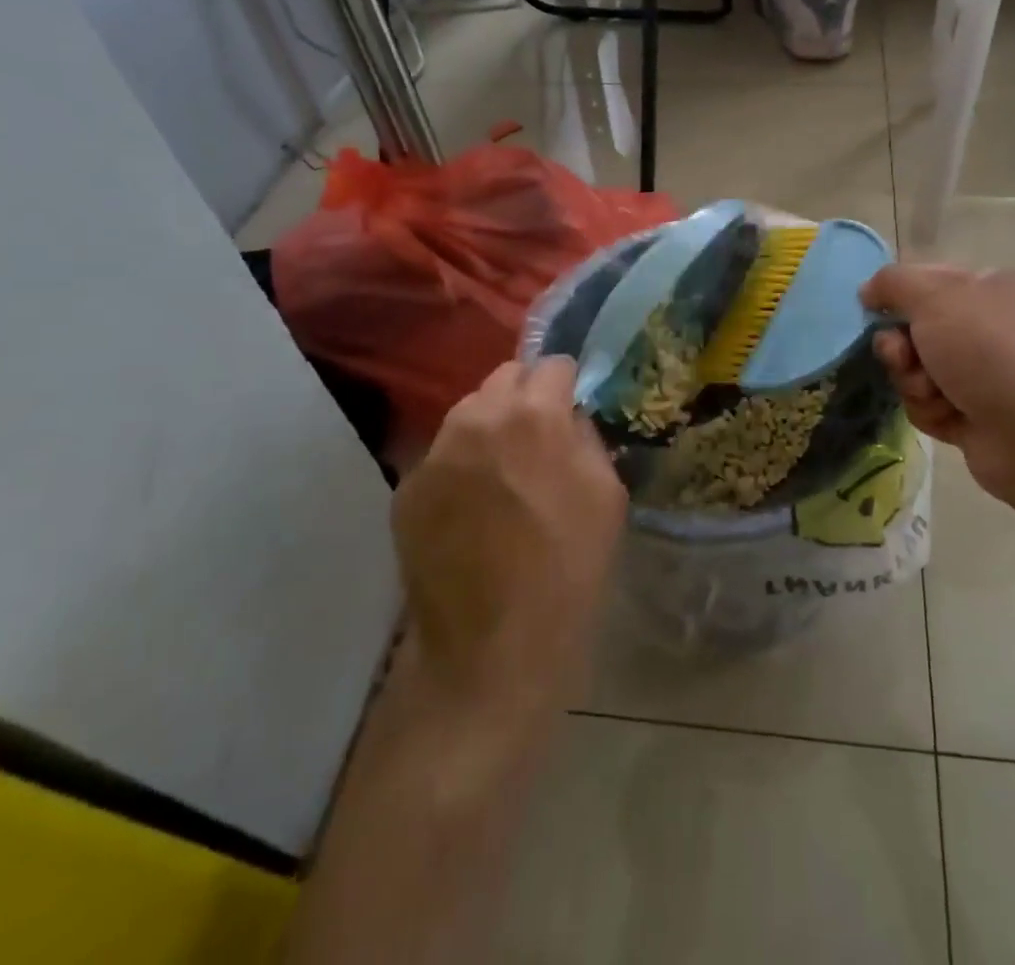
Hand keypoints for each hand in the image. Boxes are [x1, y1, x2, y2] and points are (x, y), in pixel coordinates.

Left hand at [392, 357, 626, 724]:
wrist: (493, 650)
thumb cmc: (569, 569)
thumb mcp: (607, 495)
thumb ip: (587, 438)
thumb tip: (569, 416)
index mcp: (533, 415)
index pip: (553, 364)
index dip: (568, 384)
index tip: (574, 407)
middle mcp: (476, 418)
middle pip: (504, 377)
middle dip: (526, 395)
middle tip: (539, 437)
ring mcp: (434, 453)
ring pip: (468, 413)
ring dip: (490, 427)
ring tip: (503, 473)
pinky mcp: (407, 489)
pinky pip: (442, 455)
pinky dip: (461, 465)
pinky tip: (472, 509)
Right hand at [861, 264, 1014, 500]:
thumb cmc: (985, 349)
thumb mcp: (933, 296)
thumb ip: (892, 282)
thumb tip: (868, 291)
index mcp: (987, 288)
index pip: (925, 281)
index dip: (895, 296)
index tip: (873, 310)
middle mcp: (986, 327)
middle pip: (913, 329)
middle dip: (899, 347)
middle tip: (903, 358)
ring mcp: (981, 374)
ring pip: (915, 370)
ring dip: (912, 381)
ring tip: (934, 393)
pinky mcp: (973, 414)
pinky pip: (927, 405)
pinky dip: (930, 410)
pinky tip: (949, 416)